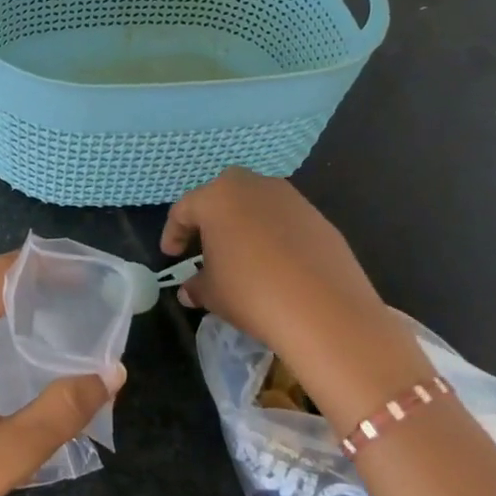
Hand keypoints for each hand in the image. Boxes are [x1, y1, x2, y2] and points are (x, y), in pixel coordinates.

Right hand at [162, 168, 430, 429]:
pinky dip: (273, 235)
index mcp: (217, 197)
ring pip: (256, 204)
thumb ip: (196, 285)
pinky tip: (275, 265)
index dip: (173, 233)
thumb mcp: (212, 293)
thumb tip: (190, 290)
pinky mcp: (318, 217)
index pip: (184, 209)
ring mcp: (290, 198)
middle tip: (204, 245)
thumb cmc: (251, 293)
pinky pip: (284, 220)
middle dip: (210, 217)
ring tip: (241, 256)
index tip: (171, 256)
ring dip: (244, 224)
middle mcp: (253, 186)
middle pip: (222, 195)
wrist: (324, 308)